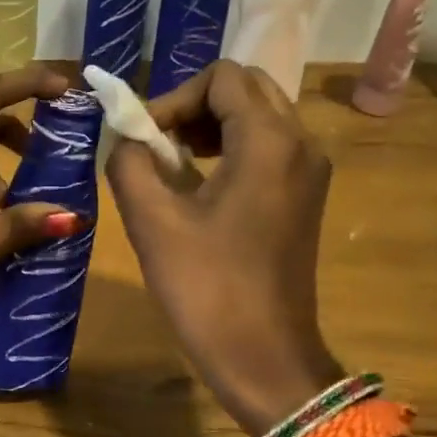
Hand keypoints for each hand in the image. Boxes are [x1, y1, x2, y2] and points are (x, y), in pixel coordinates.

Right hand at [106, 60, 341, 435]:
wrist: (265, 359)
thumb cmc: (207, 288)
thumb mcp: (152, 220)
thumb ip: (130, 161)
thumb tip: (127, 138)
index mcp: (269, 140)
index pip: (221, 78)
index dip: (173, 98)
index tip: (144, 140)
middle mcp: (301, 143)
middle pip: (246, 89)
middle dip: (195, 105)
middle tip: (157, 143)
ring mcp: (309, 171)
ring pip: (259, 116)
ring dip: (212, 125)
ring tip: (173, 164)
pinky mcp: (305, 197)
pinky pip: (268, 147)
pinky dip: (231, 148)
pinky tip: (200, 186)